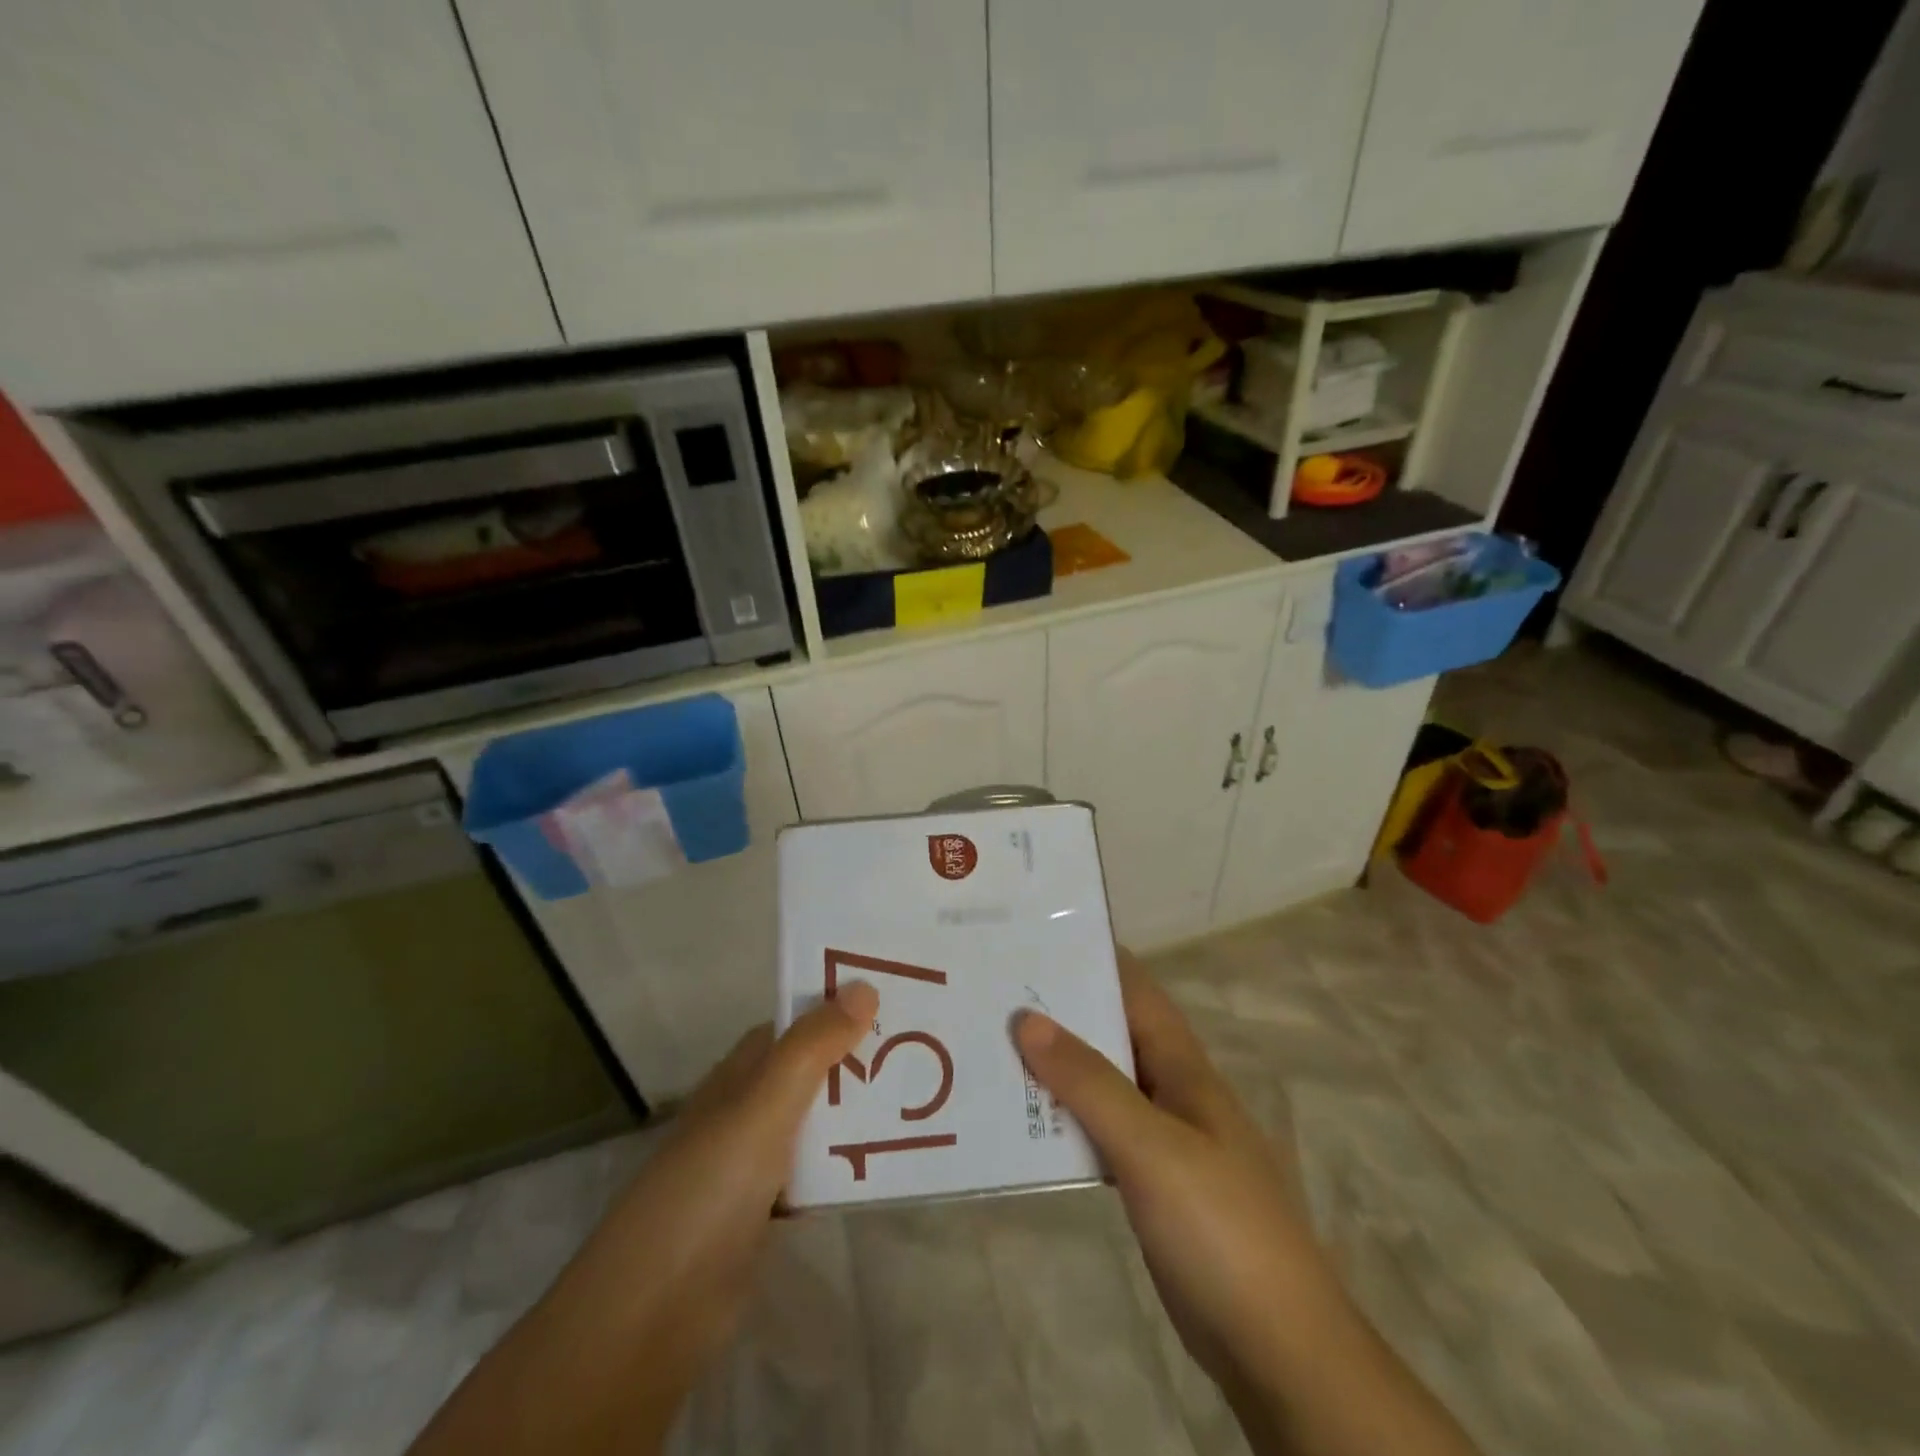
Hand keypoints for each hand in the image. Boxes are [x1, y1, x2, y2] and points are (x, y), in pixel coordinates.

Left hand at [407, 981, 878, 1455]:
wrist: (653, 1311)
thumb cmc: (710, 1186)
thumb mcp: (765, 1105)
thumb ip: (813, 1047)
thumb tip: (864, 986)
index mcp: (743, 1073)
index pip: (798, 1024)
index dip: (842, 1007)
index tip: (898, 999)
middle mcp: (748, 1107)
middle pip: (814, 1070)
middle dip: (861, 1059)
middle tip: (928, 1048)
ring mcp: (755, 1160)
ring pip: (819, 1121)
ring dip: (860, 1111)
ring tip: (924, 1096)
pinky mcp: (767, 1209)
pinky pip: (818, 1169)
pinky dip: (849, 1161)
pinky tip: (891, 1160)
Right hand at [1015, 953, 1477, 1455]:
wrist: (1277, 1347)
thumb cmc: (1220, 1227)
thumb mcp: (1151, 1147)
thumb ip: (1090, 1083)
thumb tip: (1028, 1019)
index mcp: (1184, 1068)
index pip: (1136, 992)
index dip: (1095, 960)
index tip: (1037, 937)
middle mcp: (1173, 1092)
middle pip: (1112, 1035)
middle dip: (1062, 1011)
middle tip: (994, 991)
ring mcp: (1164, 1141)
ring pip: (1102, 1084)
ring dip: (1057, 1066)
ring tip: (994, 1046)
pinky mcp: (1150, 1184)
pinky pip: (1099, 1133)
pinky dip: (1064, 1119)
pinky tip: (1023, 1121)